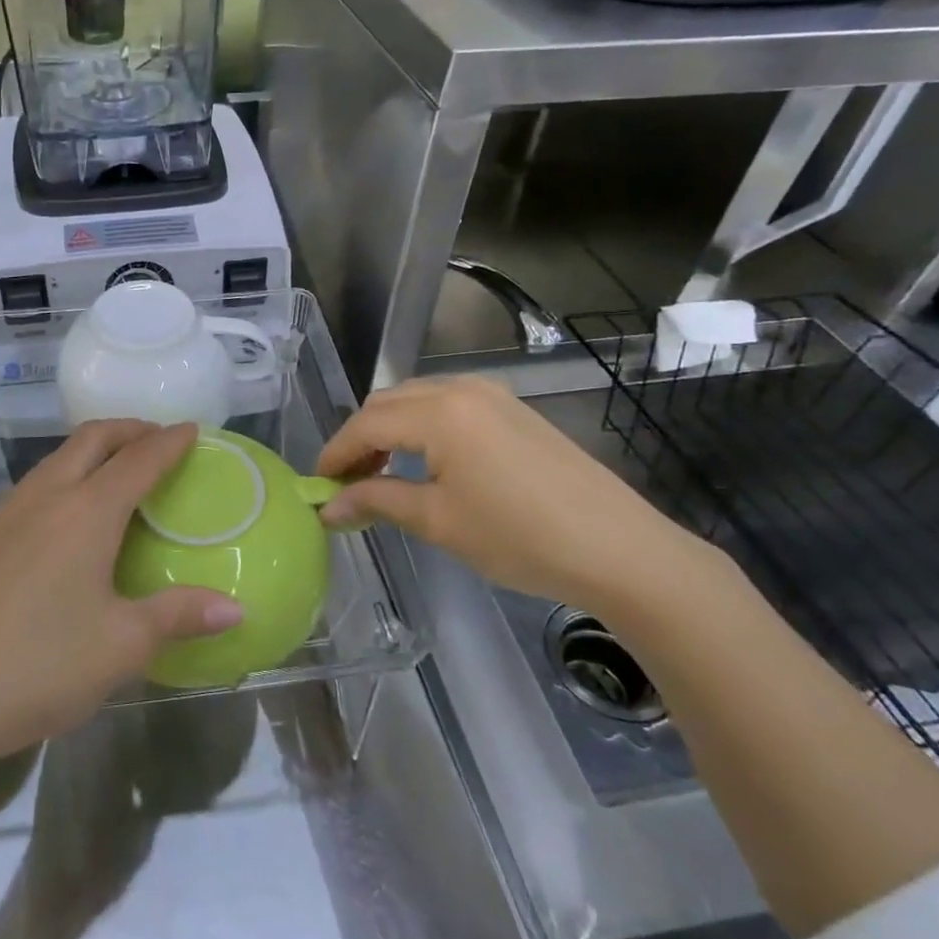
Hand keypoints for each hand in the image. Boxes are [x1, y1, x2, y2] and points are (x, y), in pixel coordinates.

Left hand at [0, 420, 243, 774]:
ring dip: (92, 450)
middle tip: (157, 439)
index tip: (191, 430)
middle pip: (91, 439)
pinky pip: (32, 487)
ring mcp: (5, 515)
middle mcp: (45, 498)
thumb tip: (236, 610)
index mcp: (86, 514)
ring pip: (55, 459)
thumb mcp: (120, 647)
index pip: (138, 460)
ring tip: (116, 471)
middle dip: (129, 429)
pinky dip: (64, 477)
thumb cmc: (38, 668)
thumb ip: (178, 617)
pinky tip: (65, 518)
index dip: (169, 442)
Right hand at [315, 375, 723, 616]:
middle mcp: (461, 389)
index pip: (365, 424)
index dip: (335, 454)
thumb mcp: (438, 521)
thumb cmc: (519, 537)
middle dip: (359, 439)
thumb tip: (328, 507)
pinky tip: (425, 463)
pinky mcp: (514, 410)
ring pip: (417, 400)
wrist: (620, 550)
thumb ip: (376, 502)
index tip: (317, 487)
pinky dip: (422, 428)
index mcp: (438, 412)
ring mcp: (492, 395)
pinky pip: (449, 406)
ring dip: (390, 431)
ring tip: (381, 476)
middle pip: (388, 403)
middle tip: (346, 485)